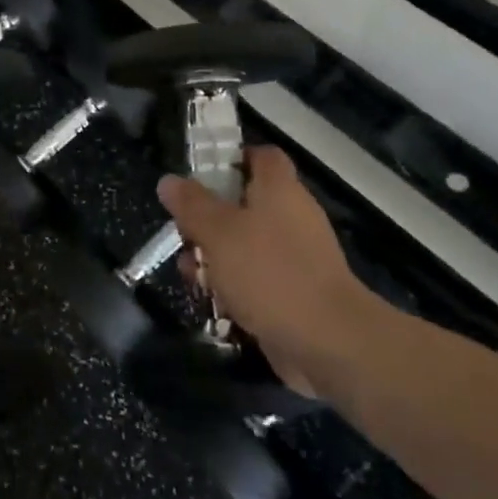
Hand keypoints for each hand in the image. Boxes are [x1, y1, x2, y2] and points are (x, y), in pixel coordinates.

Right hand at [157, 147, 381, 395]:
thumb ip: (191, 204)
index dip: (230, 158)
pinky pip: (255, 278)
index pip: (260, 156)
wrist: (328, 343)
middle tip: (183, 233)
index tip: (197, 175)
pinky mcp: (293, 293)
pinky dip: (233, 286)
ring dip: (214, 256)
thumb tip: (169, 181)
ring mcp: (295, 257)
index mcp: (279, 189)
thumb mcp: (218, 232)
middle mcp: (291, 216)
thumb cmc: (269, 272)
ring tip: (190, 273)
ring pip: (245, 244)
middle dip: (207, 218)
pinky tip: (212, 302)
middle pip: (243, 202)